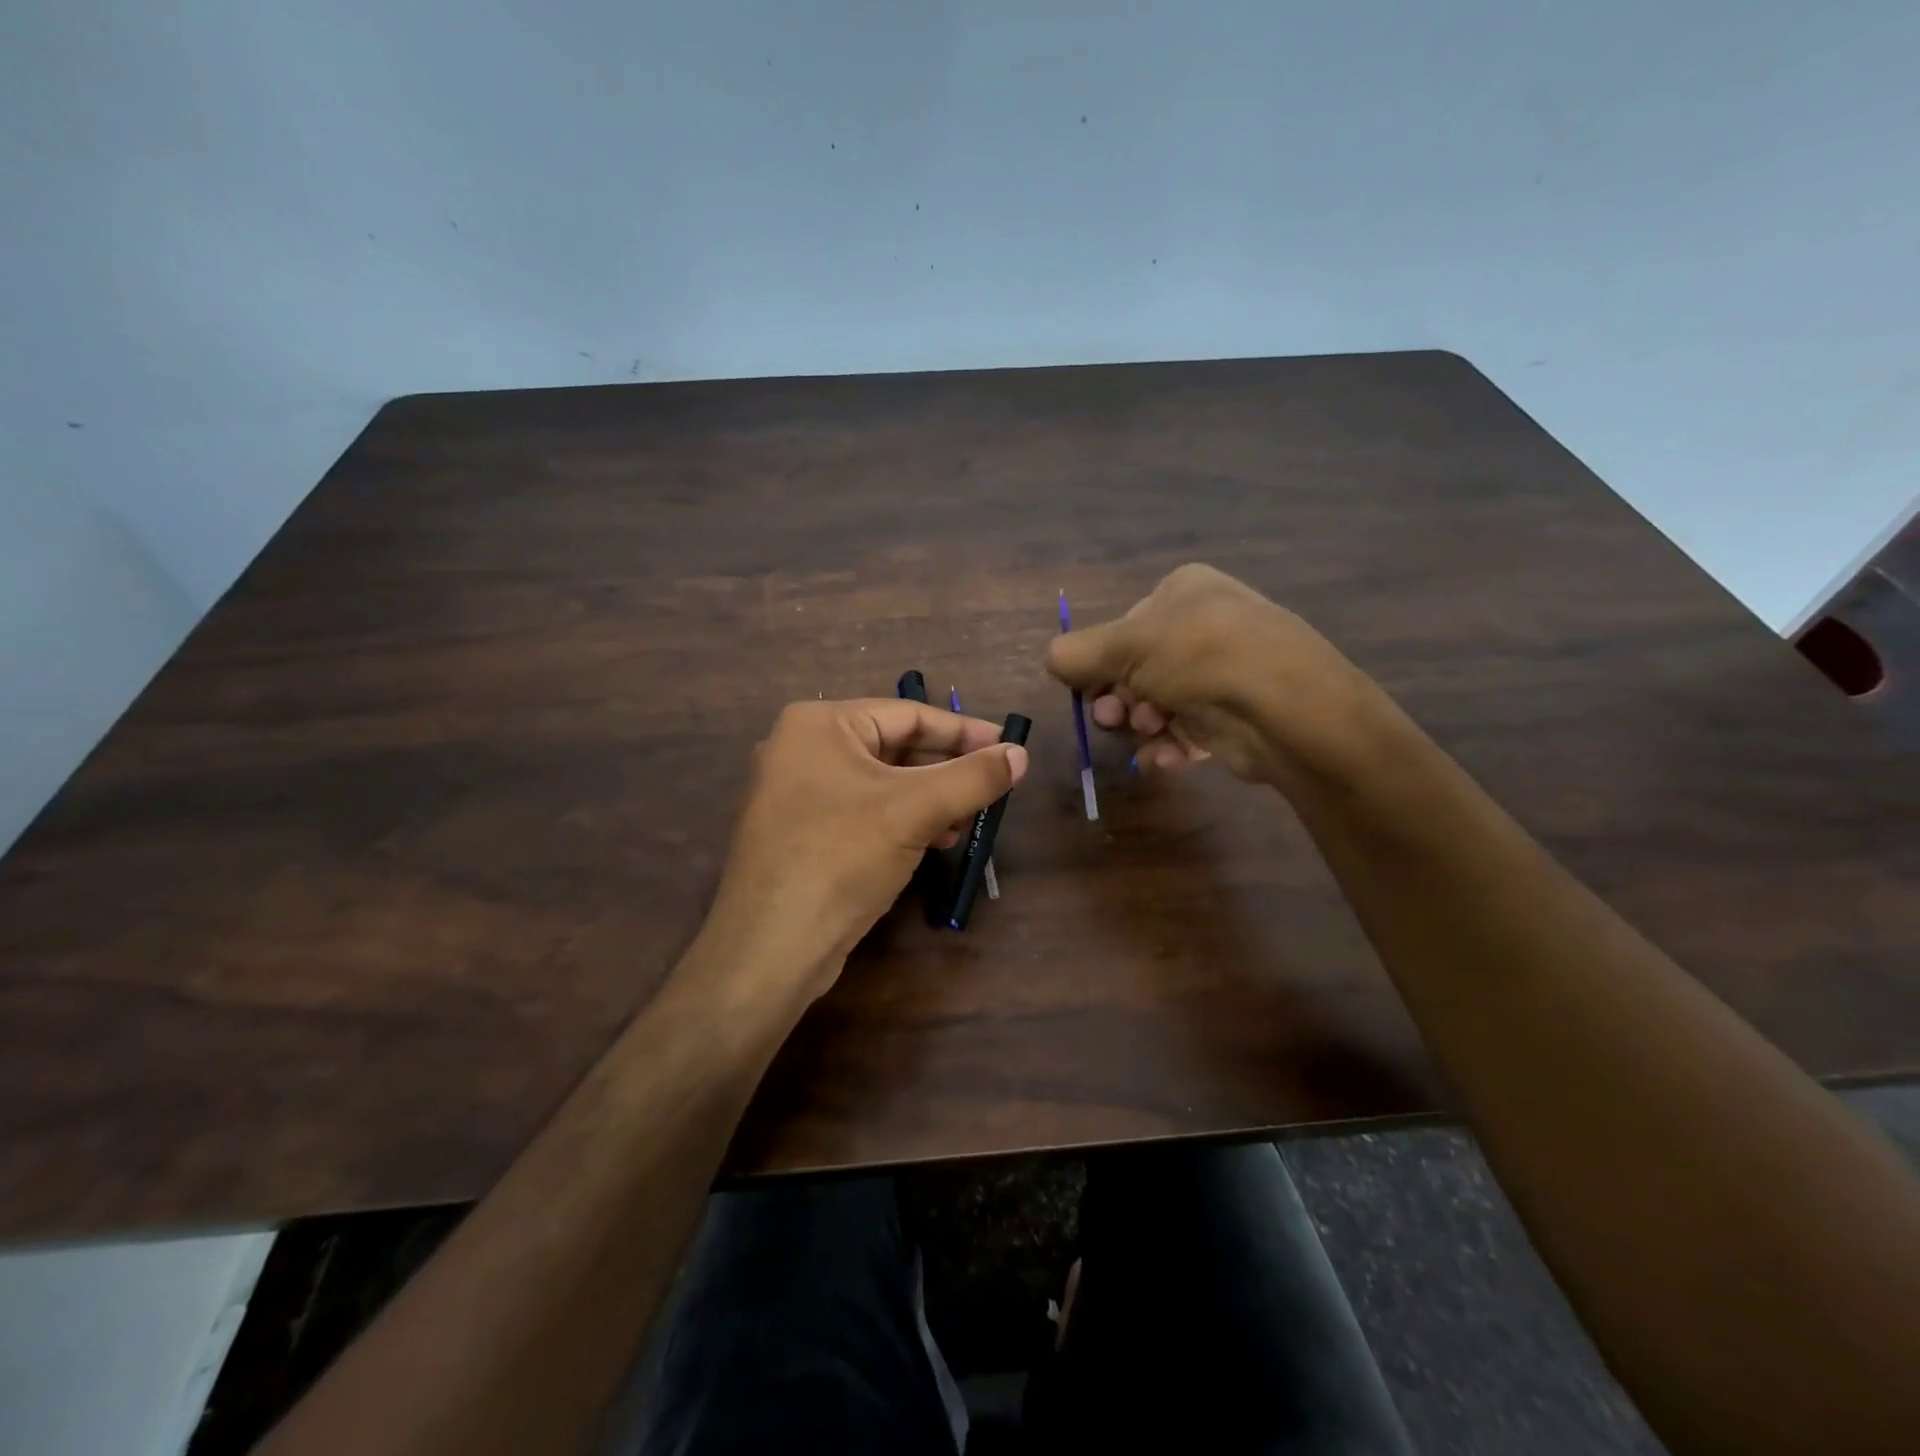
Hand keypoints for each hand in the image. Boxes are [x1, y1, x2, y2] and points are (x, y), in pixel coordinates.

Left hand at [696, 698, 1027, 1007]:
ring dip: (930, 798)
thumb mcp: (916, 810)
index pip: (908, 714)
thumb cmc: (842, 857)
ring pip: (881, 782)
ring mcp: (796, 792)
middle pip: (894, 747)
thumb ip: (973, 777)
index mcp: (819, 724)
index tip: (1009, 746)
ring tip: (970, 819)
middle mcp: (801, 748)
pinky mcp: (800, 832)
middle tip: (994, 785)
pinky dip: (902, 820)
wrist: (772, 946)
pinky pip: (863, 810)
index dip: (965, 731)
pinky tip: (936, 840)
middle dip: (947, 769)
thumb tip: (1022, 754)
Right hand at [1045, 563, 1373, 790]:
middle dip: (1119, 699)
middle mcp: (1204, 625)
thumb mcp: (1126, 646)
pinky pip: (1184, 731)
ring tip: (1149, 733)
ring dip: (1141, 724)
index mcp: (1183, 591)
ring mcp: (1222, 672)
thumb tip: (1052, 660)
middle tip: (1114, 719)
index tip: (1088, 692)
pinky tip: (1168, 757)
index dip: (1099, 664)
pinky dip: (1168, 746)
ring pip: (1156, 704)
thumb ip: (1076, 653)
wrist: (1287, 709)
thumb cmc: (1200, 658)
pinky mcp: (1233, 716)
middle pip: (1136, 670)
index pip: (1122, 628)